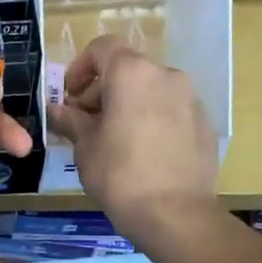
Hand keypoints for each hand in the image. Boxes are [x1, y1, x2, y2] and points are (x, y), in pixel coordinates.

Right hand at [45, 37, 217, 236]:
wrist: (175, 214)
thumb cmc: (119, 173)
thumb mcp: (84, 145)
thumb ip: (69, 119)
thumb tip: (56, 110)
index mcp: (132, 73)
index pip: (102, 47)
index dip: (80, 67)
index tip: (70, 97)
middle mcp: (166, 75)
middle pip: (128, 68)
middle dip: (103, 89)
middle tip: (86, 122)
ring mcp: (191, 99)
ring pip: (151, 89)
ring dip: (129, 104)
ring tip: (114, 139)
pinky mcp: (205, 124)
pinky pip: (171, 110)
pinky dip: (152, 120)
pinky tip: (143, 153)